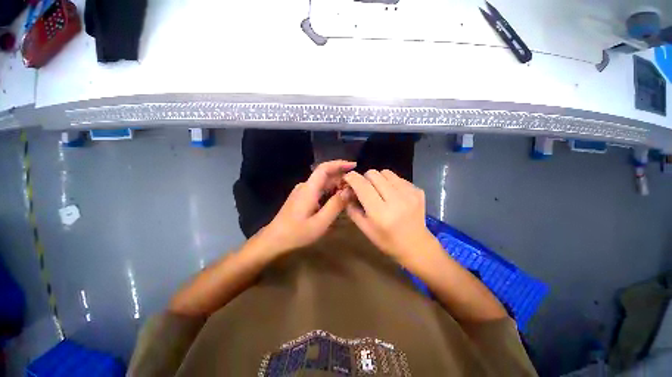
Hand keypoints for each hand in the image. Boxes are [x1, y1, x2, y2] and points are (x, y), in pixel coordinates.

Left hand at [256, 160, 355, 255]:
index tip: (354, 165)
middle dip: (341, 177)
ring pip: (322, 183)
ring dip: (336, 185)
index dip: (339, 164)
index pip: (324, 168)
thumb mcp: (320, 222)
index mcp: (309, 189)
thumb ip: (335, 205)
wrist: (274, 240)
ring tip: (350, 193)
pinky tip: (336, 200)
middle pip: (325, 175)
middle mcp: (305, 186)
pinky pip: (318, 190)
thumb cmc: (297, 233)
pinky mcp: (301, 198)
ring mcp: (302, 192)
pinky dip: (329, 192)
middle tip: (356, 186)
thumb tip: (349, 191)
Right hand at [343, 169, 436, 259]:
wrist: (416, 245)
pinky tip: (393, 195)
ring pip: (386, 172)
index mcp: (380, 213)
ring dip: (378, 179)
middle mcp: (396, 200)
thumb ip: (352, 209)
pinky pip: (398, 178)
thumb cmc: (387, 240)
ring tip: (379, 190)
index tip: (347, 178)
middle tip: (365, 188)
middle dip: (365, 178)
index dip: (352, 178)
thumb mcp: (365, 228)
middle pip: (373, 174)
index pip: (362, 186)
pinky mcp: (418, 190)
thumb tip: (345, 191)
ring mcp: (409, 193)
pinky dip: (391, 183)